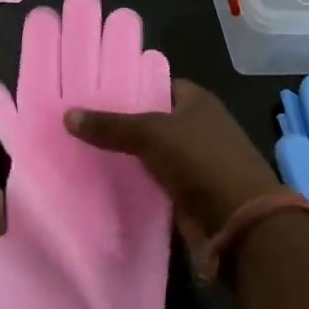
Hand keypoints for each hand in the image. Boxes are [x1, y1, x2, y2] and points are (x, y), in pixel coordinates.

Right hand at [66, 78, 281, 245]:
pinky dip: (135, 181)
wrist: (241, 224)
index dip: (128, 85)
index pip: (156, 83)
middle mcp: (198, 126)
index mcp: (196, 100)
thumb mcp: (151, 134)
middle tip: (80, 120)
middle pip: (152, 118)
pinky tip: (103, 180)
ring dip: (126, 154)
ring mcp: (195, 161)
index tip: (94, 90)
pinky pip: (154, 181)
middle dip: (121, 121)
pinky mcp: (189, 193)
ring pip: (151, 152)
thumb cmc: (201, 161)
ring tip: (82, 147)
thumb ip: (110, 125)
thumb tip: (67, 115)